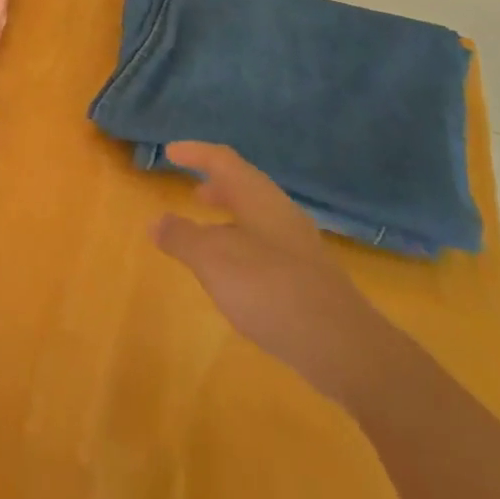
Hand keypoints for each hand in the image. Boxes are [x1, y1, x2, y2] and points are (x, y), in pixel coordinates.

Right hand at [152, 142, 394, 406]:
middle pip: (245, 187)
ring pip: (257, 218)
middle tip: (192, 191)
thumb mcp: (213, 260)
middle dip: (217, 186)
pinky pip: (267, 246)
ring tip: (207, 233)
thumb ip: (182, 238)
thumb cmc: (270, 289)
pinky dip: (243, 245)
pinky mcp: (308, 278)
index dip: (196, 153)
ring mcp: (299, 247)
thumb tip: (156, 221)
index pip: (224, 160)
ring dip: (230, 218)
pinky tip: (234, 274)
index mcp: (259, 198)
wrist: (344, 347)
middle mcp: (281, 214)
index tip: (171, 151)